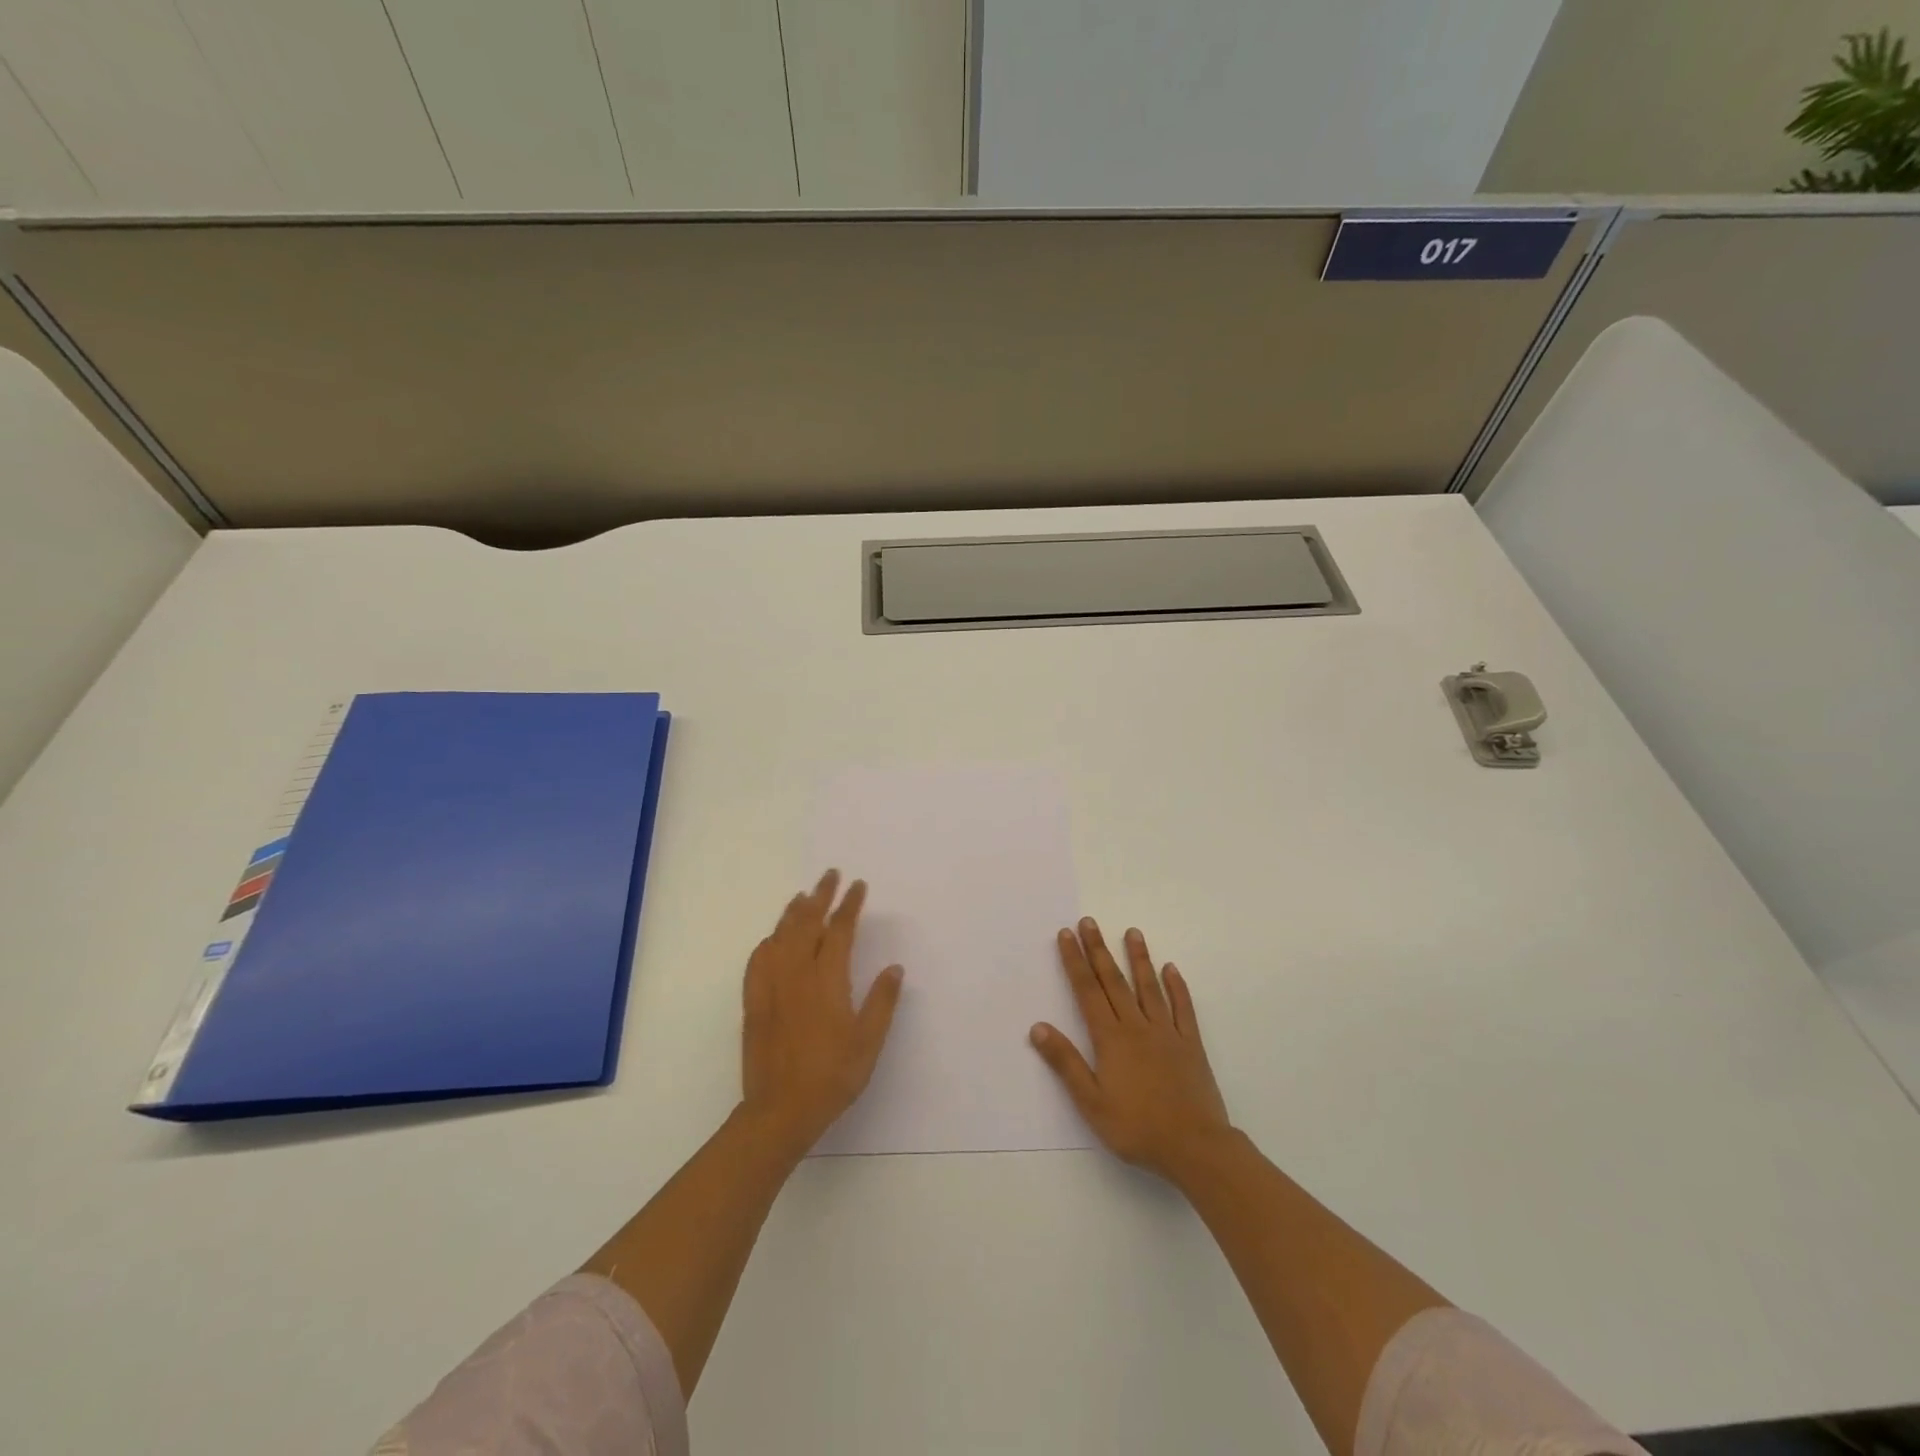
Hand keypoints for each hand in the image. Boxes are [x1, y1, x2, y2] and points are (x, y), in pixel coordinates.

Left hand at [740, 869, 903, 1157]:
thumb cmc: (831, 1077)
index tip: (858, 886)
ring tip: (803, 896)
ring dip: (793, 912)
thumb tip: (894, 968)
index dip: (849, 905)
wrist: (779, 1111)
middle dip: (820, 896)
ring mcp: (771, 987)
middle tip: (830, 875)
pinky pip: (758, 960)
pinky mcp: (754, 1002)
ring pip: (781, 936)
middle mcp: (796, 974)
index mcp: (827, 981)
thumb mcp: (868, 1043)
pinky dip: (768, 941)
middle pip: (806, 923)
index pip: (839, 930)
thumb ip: (882, 1002)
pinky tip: (772, 938)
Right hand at [1030, 918, 1232, 1184]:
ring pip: (1149, 987)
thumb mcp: (1091, 1102)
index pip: (1087, 991)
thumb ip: (1066, 1063)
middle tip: (1090, 921)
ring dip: (1139, 958)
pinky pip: (1183, 1008)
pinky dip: (1176, 987)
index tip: (1067, 934)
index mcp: (1111, 1038)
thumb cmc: (1137, 1128)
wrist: (1195, 1147)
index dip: (1075, 961)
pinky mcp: (1191, 1044)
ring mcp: (1167, 1032)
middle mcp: (1137, 1026)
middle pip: (1114, 981)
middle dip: (1099, 949)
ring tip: (1132, 931)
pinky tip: (1171, 969)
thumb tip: (1038, 1027)